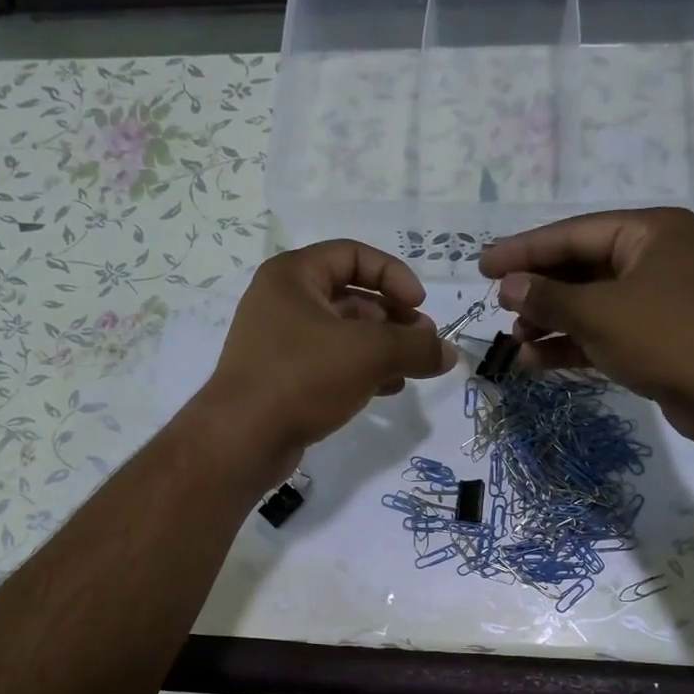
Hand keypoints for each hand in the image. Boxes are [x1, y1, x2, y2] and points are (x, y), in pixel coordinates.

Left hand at [198, 240, 456, 479]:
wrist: (243, 439)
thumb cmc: (302, 377)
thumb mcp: (368, 354)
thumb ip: (416, 348)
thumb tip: (450, 353)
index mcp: (293, 276)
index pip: (353, 255)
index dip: (393, 275)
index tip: (420, 307)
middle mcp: (282, 302)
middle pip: (351, 296)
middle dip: (393, 317)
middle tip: (423, 342)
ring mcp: (280, 342)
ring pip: (343, 334)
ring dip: (382, 347)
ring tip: (413, 367)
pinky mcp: (283, 378)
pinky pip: (331, 364)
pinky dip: (362, 371)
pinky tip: (389, 388)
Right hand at [479, 208, 693, 443]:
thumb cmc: (666, 338)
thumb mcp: (598, 314)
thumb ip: (548, 298)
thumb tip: (508, 286)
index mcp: (649, 231)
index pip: (573, 234)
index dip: (523, 251)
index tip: (483, 266)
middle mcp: (655, 256)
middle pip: (580, 267)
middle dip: (538, 292)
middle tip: (498, 308)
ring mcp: (657, 298)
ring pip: (590, 303)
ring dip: (550, 322)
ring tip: (515, 342)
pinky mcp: (656, 335)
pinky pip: (604, 330)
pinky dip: (572, 344)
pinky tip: (537, 361)